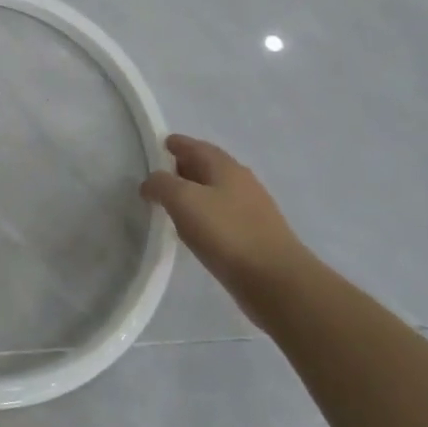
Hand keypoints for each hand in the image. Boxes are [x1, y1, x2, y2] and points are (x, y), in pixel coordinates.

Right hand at [141, 135, 312, 317]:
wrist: (276, 281)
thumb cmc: (226, 233)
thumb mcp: (183, 200)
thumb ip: (161, 184)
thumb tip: (150, 183)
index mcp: (225, 167)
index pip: (194, 146)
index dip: (174, 144)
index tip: (156, 147)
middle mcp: (241, 182)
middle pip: (206, 166)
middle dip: (182, 168)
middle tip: (158, 178)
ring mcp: (251, 209)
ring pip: (215, 192)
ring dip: (193, 194)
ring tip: (171, 205)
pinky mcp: (255, 235)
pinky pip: (222, 216)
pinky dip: (205, 215)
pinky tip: (194, 230)